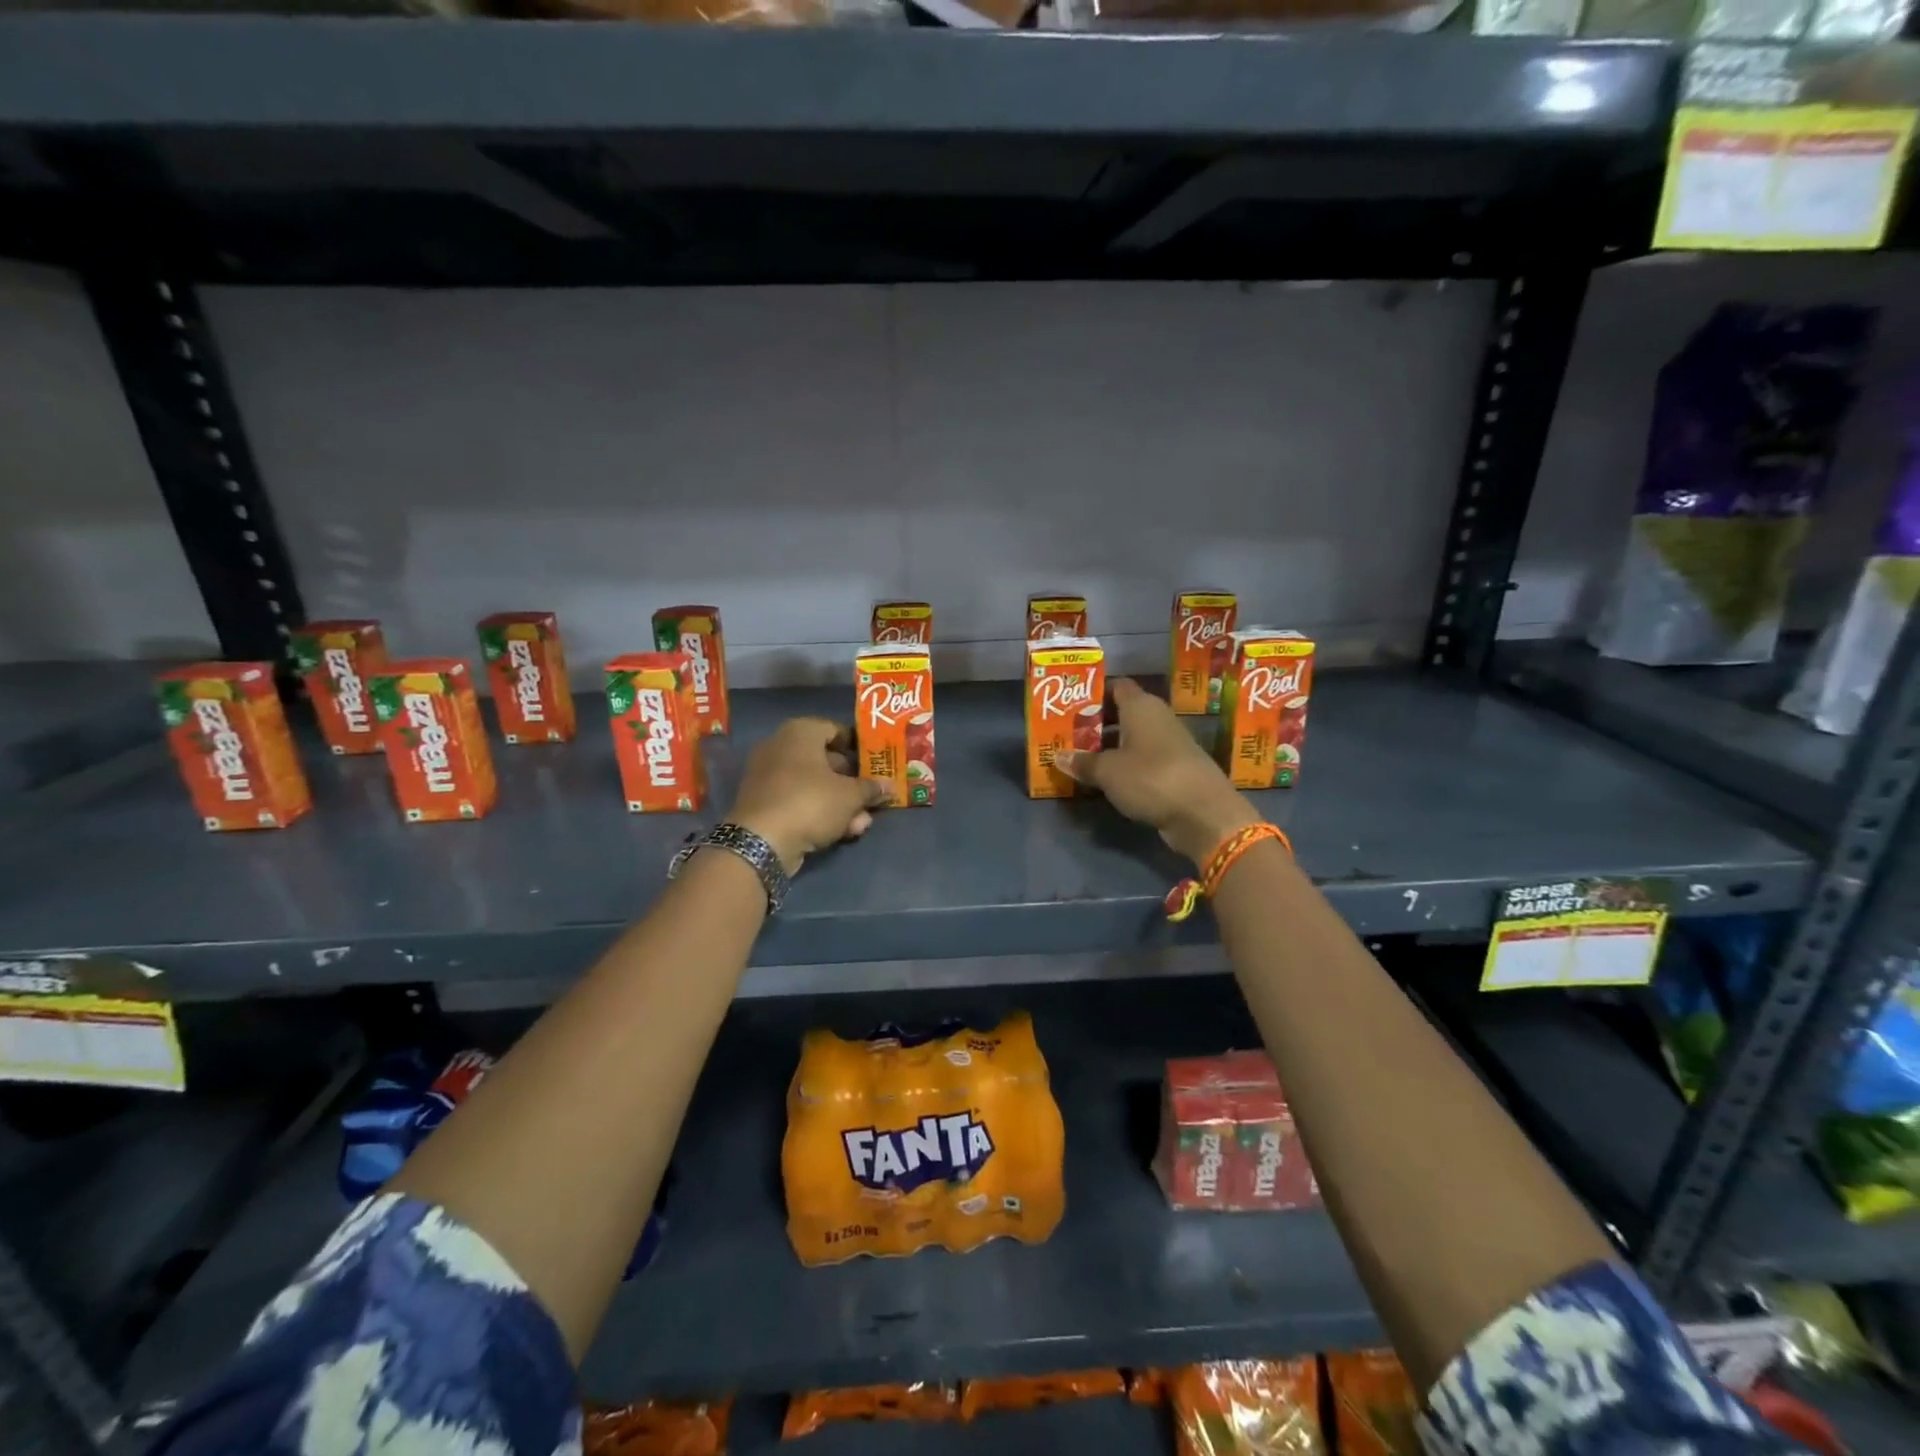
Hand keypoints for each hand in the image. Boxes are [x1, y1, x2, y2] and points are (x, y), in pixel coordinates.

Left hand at [730, 718, 888, 873]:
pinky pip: (798, 801)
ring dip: (840, 803)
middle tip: (872, 797)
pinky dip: (819, 813)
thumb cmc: (811, 802)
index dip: (857, 746)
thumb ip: (871, 788)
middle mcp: (780, 747)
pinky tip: (842, 832)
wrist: (762, 841)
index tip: (875, 763)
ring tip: (861, 824)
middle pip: (825, 760)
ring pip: (814, 785)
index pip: (835, 729)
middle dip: (852, 782)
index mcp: (800, 732)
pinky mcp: (764, 803)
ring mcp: (768, 776)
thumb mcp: (850, 796)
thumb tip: (889, 786)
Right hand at [1057, 679, 1260, 864]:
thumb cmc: (1150, 778)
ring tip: (1082, 757)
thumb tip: (1058, 756)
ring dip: (1111, 746)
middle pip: (1123, 712)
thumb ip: (1083, 762)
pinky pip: (1144, 758)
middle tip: (1070, 734)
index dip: (1094, 693)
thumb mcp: (1108, 771)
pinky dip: (1126, 764)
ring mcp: (1170, 743)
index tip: (1071, 706)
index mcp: (1141, 706)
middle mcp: (1157, 717)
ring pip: (1134, 737)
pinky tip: (1108, 778)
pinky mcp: (1176, 768)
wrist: (1203, 813)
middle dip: (1098, 722)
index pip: (1116, 686)